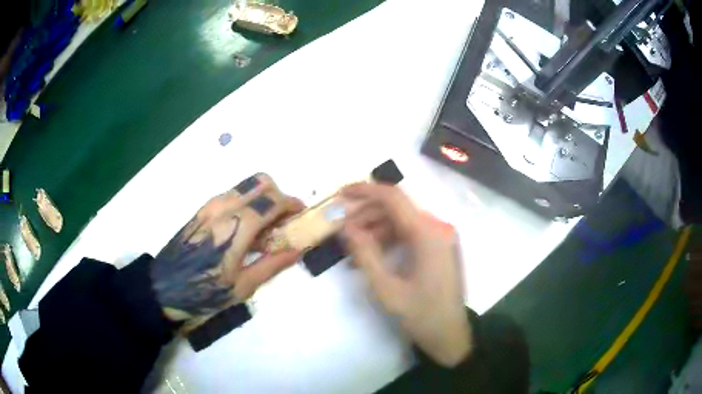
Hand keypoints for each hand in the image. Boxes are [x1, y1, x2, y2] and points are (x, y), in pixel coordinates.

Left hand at [150, 173, 303, 330]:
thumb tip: (299, 249)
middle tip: (284, 220)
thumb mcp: (242, 287)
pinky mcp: (201, 210)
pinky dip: (246, 201)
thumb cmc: (203, 292)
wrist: (163, 287)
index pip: (272, 200)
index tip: (302, 216)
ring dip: (262, 197)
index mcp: (236, 227)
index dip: (292, 204)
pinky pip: (231, 194)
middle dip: (279, 195)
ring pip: (245, 185)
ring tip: (264, 226)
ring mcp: (210, 206)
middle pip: (261, 182)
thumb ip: (272, 264)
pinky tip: (244, 228)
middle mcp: (224, 207)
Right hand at [341, 183, 471, 366]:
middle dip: (366, 215)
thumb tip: (346, 227)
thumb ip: (365, 254)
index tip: (340, 194)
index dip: (365, 190)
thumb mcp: (386, 288)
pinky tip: (371, 256)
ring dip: (375, 229)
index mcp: (428, 234)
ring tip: (352, 248)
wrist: (450, 336)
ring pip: (402, 221)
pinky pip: (410, 235)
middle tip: (342, 230)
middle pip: (397, 209)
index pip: (393, 198)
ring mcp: (440, 238)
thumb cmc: (420, 315)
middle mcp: (437, 228)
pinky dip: (389, 240)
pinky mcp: (439, 248)